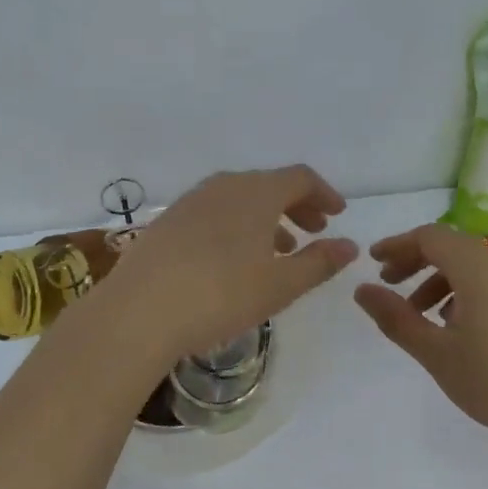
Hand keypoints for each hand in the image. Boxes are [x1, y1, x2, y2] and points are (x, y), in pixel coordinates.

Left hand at [102, 166, 356, 359]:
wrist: (138, 310)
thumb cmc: (221, 294)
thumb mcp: (280, 285)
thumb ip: (319, 263)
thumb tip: (349, 246)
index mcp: (257, 192)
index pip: (300, 178)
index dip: (324, 194)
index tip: (337, 215)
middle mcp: (224, 186)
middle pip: (269, 185)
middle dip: (297, 205)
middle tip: (315, 231)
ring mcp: (191, 202)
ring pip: (240, 199)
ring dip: (267, 218)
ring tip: (280, 248)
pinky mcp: (167, 222)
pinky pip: (215, 213)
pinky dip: (237, 226)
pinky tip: (235, 259)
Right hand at [354, 224, 487, 444]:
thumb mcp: (434, 351)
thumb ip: (396, 318)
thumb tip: (362, 290)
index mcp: (476, 268)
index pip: (430, 237)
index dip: (398, 244)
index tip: (372, 262)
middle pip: (450, 247)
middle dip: (415, 260)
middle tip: (388, 283)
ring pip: (468, 267)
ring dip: (436, 279)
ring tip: (416, 312)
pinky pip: (486, 284)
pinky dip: (459, 292)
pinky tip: (451, 327)